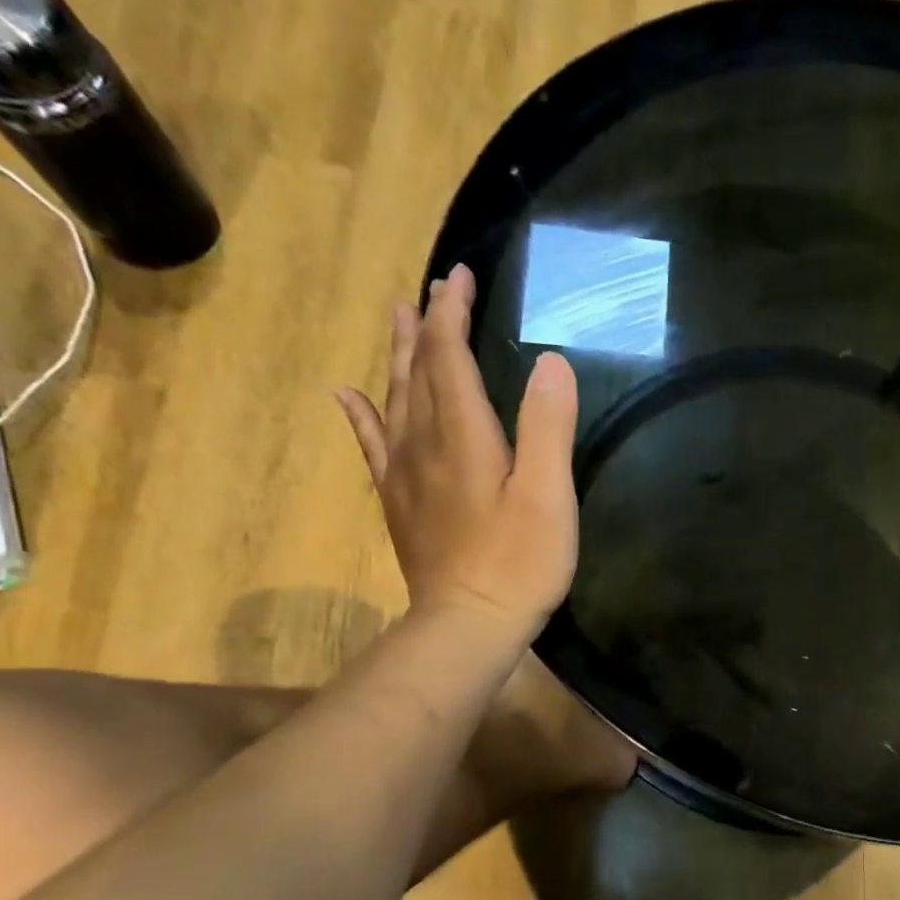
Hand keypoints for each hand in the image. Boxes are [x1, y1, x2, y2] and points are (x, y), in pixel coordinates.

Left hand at [338, 265, 578, 632]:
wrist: (468, 624)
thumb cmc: (519, 562)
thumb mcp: (548, 495)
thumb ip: (547, 427)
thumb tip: (551, 361)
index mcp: (463, 435)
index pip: (449, 356)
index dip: (451, 313)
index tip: (458, 274)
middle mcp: (424, 442)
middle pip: (416, 370)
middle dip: (425, 325)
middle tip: (430, 289)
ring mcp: (404, 473)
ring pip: (394, 398)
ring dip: (398, 356)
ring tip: (396, 319)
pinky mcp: (400, 501)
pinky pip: (373, 445)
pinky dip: (361, 415)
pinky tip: (347, 396)